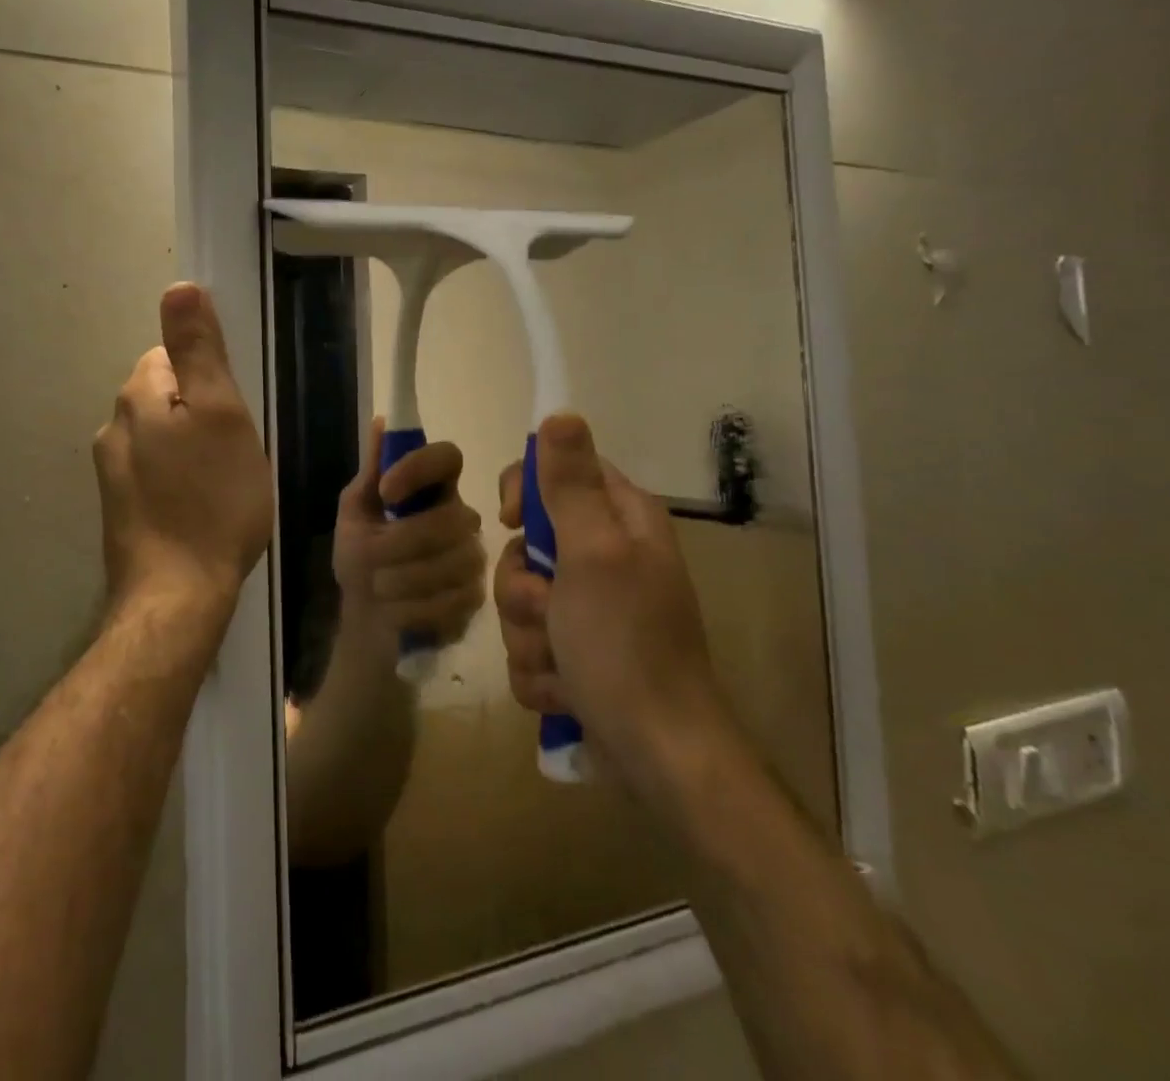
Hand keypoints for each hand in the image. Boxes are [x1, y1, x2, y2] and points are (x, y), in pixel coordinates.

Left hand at [93, 284, 272, 614]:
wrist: (177, 595)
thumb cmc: (213, 498)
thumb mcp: (221, 413)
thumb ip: (199, 350)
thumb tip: (178, 287)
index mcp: (137, 397)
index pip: (169, 355)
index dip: (208, 378)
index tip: (232, 413)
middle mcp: (113, 428)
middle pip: (164, 397)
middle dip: (200, 413)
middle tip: (234, 451)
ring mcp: (111, 474)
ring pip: (160, 438)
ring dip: (190, 448)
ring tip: (222, 483)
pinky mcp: (120, 511)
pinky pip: (155, 474)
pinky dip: (179, 481)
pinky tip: (200, 509)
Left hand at [331, 418, 485, 656]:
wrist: (368, 618)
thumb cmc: (361, 557)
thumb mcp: (355, 512)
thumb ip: (371, 471)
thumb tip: (381, 421)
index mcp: (432, 488)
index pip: (448, 457)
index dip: (419, 469)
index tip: (386, 491)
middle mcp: (460, 516)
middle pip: (451, 518)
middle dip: (401, 543)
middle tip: (371, 560)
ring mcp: (473, 557)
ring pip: (453, 562)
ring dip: (403, 580)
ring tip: (380, 589)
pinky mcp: (476, 597)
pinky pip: (454, 600)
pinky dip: (415, 609)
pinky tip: (398, 612)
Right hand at [493, 413, 724, 783]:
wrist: (658, 756)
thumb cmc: (625, 645)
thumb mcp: (593, 554)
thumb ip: (570, 485)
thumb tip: (561, 413)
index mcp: (620, 521)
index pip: (557, 472)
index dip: (525, 494)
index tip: (511, 523)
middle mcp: (607, 557)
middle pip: (526, 545)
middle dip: (521, 587)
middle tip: (546, 610)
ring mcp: (591, 609)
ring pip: (520, 600)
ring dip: (528, 636)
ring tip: (561, 664)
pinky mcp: (577, 654)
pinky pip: (529, 645)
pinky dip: (539, 671)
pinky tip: (565, 692)